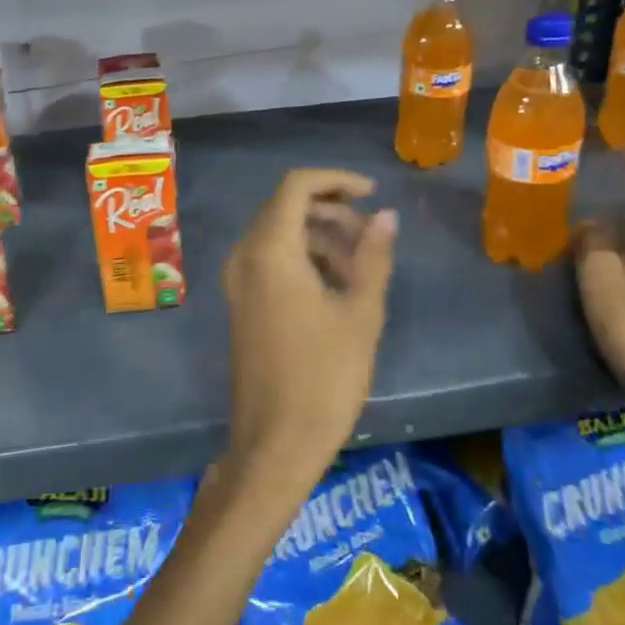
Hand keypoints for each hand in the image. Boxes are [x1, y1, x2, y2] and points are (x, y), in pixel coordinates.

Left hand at [222, 169, 397, 481]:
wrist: (276, 443)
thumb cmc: (324, 377)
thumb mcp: (360, 313)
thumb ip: (374, 257)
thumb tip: (386, 216)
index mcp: (270, 251)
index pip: (296, 186)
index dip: (336, 180)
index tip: (373, 194)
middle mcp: (245, 257)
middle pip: (285, 208)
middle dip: (331, 212)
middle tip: (371, 236)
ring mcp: (238, 282)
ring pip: (278, 235)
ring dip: (319, 236)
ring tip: (361, 265)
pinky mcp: (241, 304)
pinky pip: (269, 261)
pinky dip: (302, 258)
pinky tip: (336, 286)